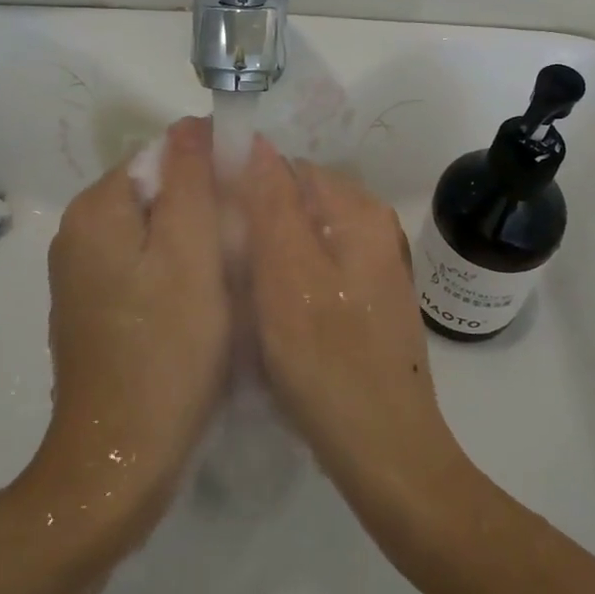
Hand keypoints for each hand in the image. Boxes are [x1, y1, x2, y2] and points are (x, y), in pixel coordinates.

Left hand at [29, 118, 230, 541]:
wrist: (122, 457)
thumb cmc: (167, 349)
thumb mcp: (192, 254)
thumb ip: (192, 181)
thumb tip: (192, 124)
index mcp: (96, 210)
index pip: (162, 155)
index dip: (212, 169)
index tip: (250, 203)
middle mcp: (78, 233)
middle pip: (157, 193)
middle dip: (206, 209)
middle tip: (247, 247)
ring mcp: (82, 275)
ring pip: (155, 232)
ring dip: (197, 244)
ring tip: (232, 278)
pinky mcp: (95, 309)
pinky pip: (145, 267)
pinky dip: (178, 274)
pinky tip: (205, 306)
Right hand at [239, 140, 471, 519]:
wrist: (385, 451)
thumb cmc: (328, 362)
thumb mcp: (287, 275)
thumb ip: (271, 204)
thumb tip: (255, 141)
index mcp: (359, 212)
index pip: (288, 169)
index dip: (243, 186)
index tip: (208, 222)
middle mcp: (372, 229)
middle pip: (297, 203)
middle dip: (255, 224)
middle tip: (219, 264)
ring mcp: (372, 268)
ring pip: (302, 240)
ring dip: (266, 258)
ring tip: (237, 294)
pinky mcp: (364, 302)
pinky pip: (313, 272)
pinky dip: (286, 284)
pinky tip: (266, 317)